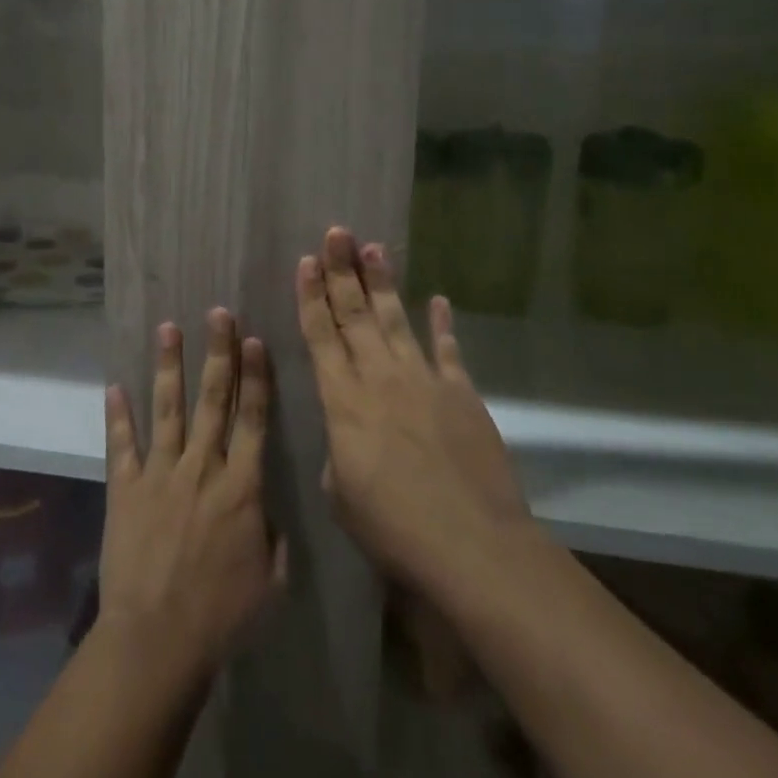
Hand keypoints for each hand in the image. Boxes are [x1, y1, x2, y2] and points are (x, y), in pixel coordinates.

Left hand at [98, 310, 286, 686]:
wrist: (157, 638)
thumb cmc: (222, 617)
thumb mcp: (270, 582)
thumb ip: (275, 538)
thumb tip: (268, 510)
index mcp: (242, 487)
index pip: (253, 419)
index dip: (255, 378)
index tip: (254, 341)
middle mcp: (202, 467)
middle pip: (213, 400)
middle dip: (218, 353)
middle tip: (217, 314)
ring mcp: (160, 473)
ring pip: (168, 408)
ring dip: (169, 366)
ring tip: (168, 328)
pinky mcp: (125, 487)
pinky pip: (121, 443)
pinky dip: (117, 414)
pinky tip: (114, 385)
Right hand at [298, 227, 533, 598]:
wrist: (472, 545)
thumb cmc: (393, 527)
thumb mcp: (340, 494)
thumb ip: (338, 452)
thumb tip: (348, 436)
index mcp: (342, 400)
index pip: (320, 336)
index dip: (311, 296)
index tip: (305, 262)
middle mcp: (380, 378)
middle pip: (355, 315)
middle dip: (343, 271)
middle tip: (337, 233)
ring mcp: (424, 381)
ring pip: (397, 320)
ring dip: (383, 284)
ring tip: (374, 248)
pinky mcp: (461, 394)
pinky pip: (449, 350)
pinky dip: (442, 324)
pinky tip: (438, 300)